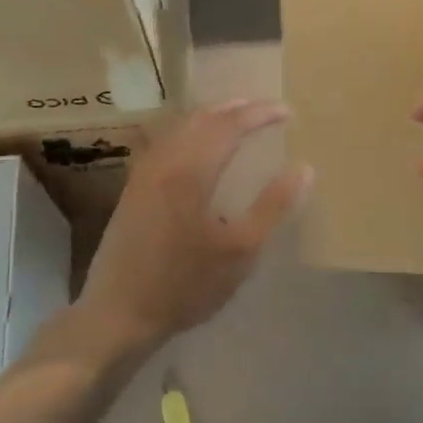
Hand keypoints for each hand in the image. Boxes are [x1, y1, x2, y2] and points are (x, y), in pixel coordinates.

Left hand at [79, 101, 310, 347]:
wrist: (118, 314)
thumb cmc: (185, 285)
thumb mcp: (240, 251)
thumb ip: (272, 206)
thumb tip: (303, 168)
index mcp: (190, 171)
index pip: (230, 125)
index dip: (259, 114)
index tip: (287, 112)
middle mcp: (164, 161)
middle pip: (202, 118)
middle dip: (235, 109)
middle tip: (264, 110)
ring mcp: (143, 173)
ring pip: (179, 127)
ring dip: (211, 117)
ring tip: (236, 120)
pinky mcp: (133, 188)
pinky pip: (165, 141)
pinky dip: (189, 131)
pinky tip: (197, 146)